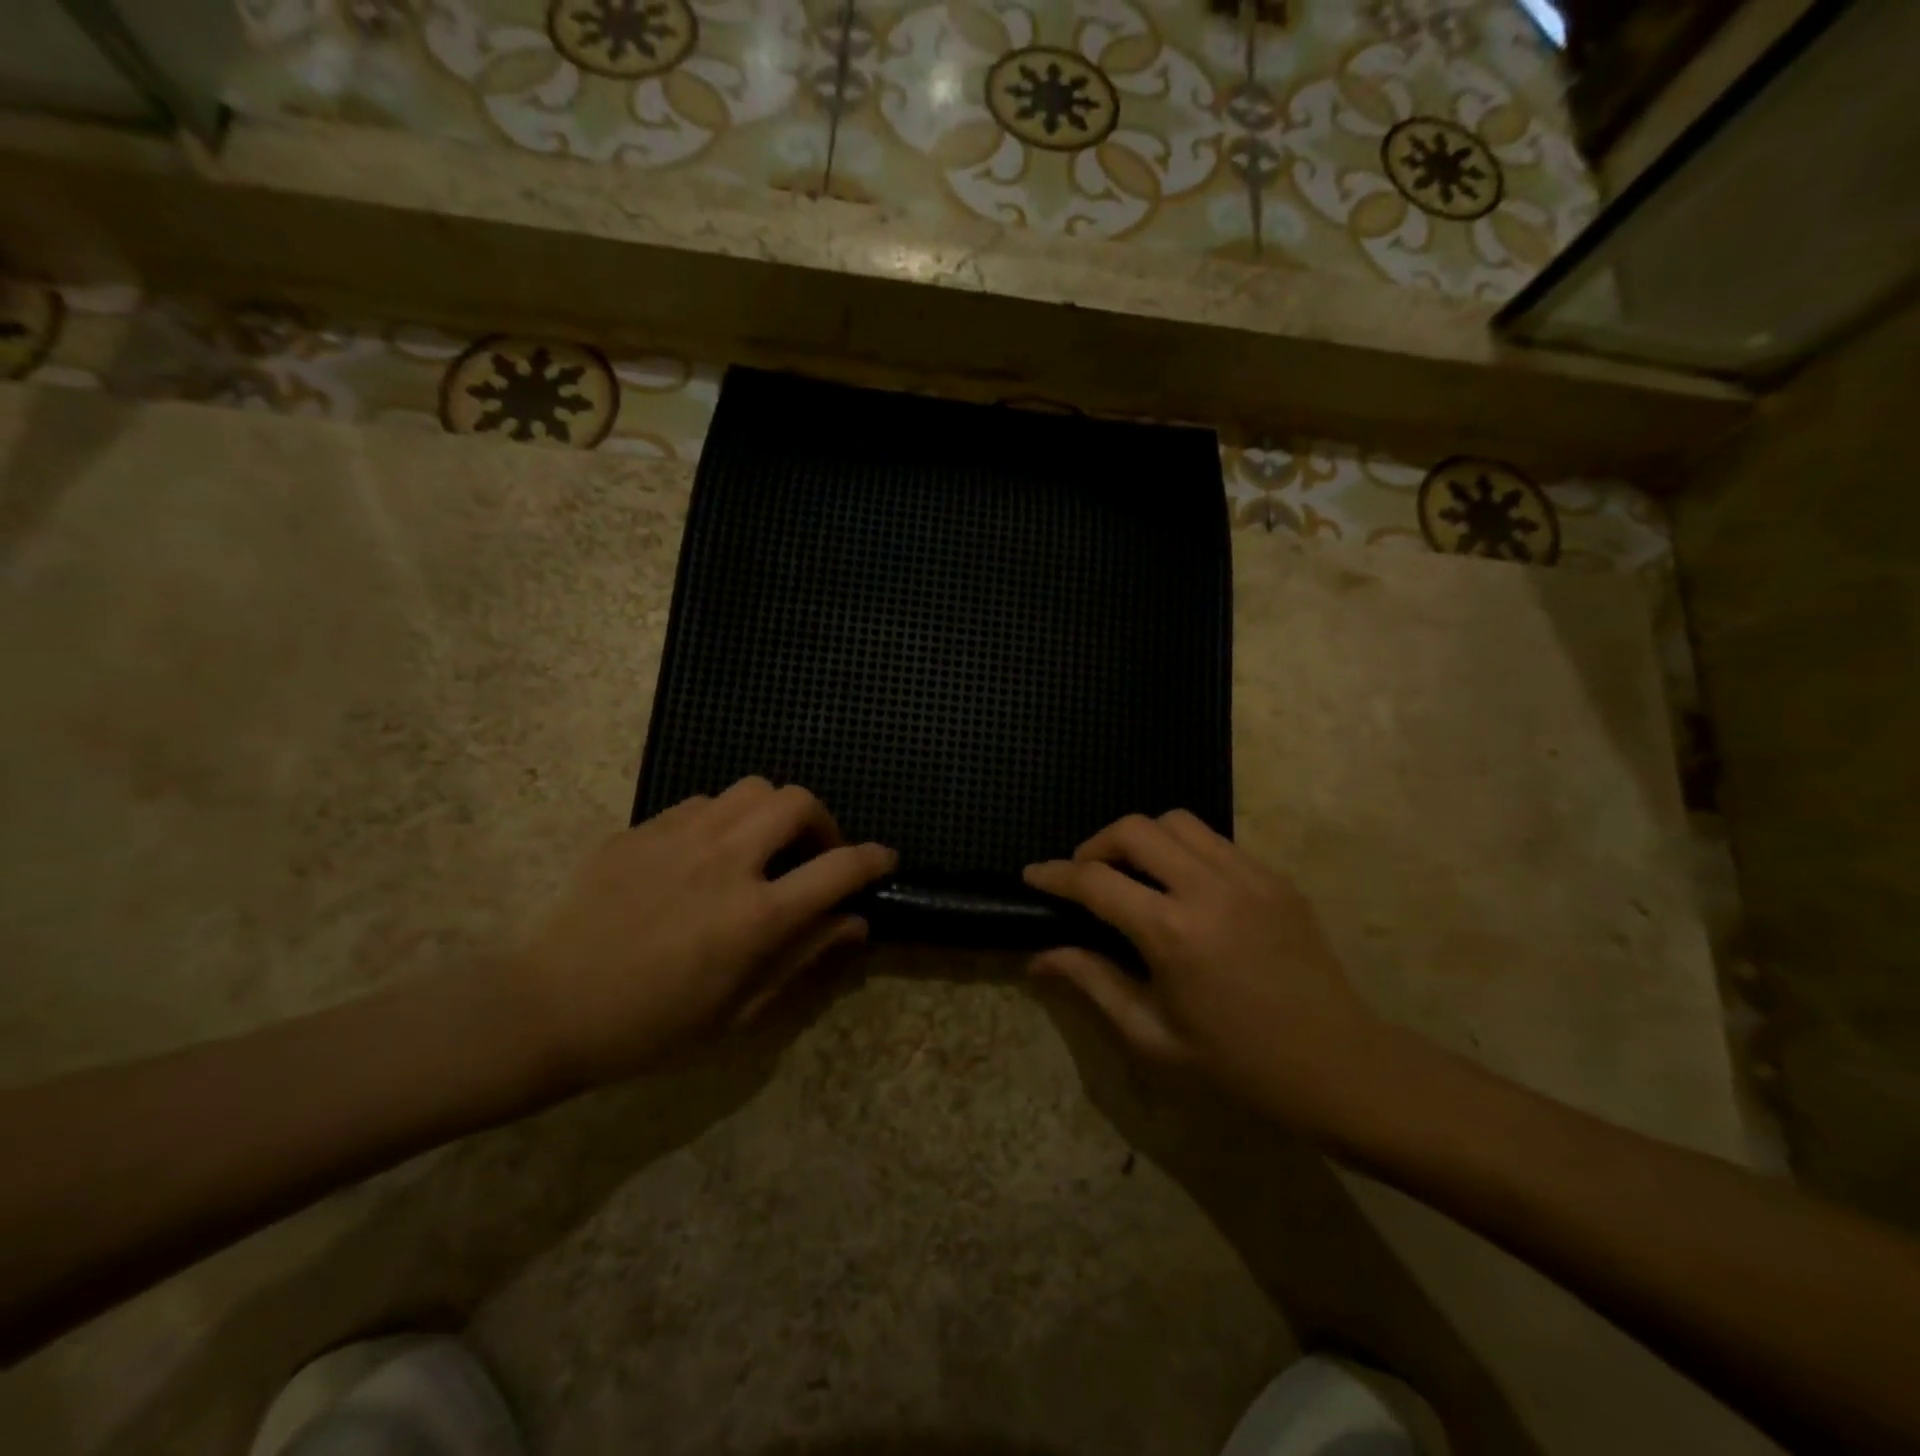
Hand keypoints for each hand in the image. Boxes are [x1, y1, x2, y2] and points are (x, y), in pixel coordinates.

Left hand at [511, 778, 895, 1086]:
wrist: (547, 1007)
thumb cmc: (651, 1025)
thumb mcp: (739, 1008)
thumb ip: (804, 956)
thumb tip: (855, 922)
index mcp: (754, 915)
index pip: (838, 868)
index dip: (873, 860)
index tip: (884, 860)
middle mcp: (726, 860)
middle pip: (797, 802)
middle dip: (822, 822)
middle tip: (813, 854)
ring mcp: (681, 836)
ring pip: (752, 788)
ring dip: (773, 813)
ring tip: (761, 848)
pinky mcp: (643, 829)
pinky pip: (704, 802)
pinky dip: (726, 819)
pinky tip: (707, 854)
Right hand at [1024, 811, 1385, 1130]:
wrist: (1340, 1066)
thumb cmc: (1238, 1065)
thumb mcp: (1152, 1035)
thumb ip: (1092, 983)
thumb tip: (1039, 956)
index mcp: (1173, 933)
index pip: (1095, 881)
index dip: (1055, 874)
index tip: (1032, 875)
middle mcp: (1209, 888)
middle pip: (1134, 829)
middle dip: (1096, 845)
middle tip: (1086, 877)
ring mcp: (1248, 876)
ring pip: (1176, 821)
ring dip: (1141, 838)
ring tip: (1133, 874)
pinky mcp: (1274, 877)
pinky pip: (1214, 840)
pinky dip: (1182, 849)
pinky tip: (1182, 886)